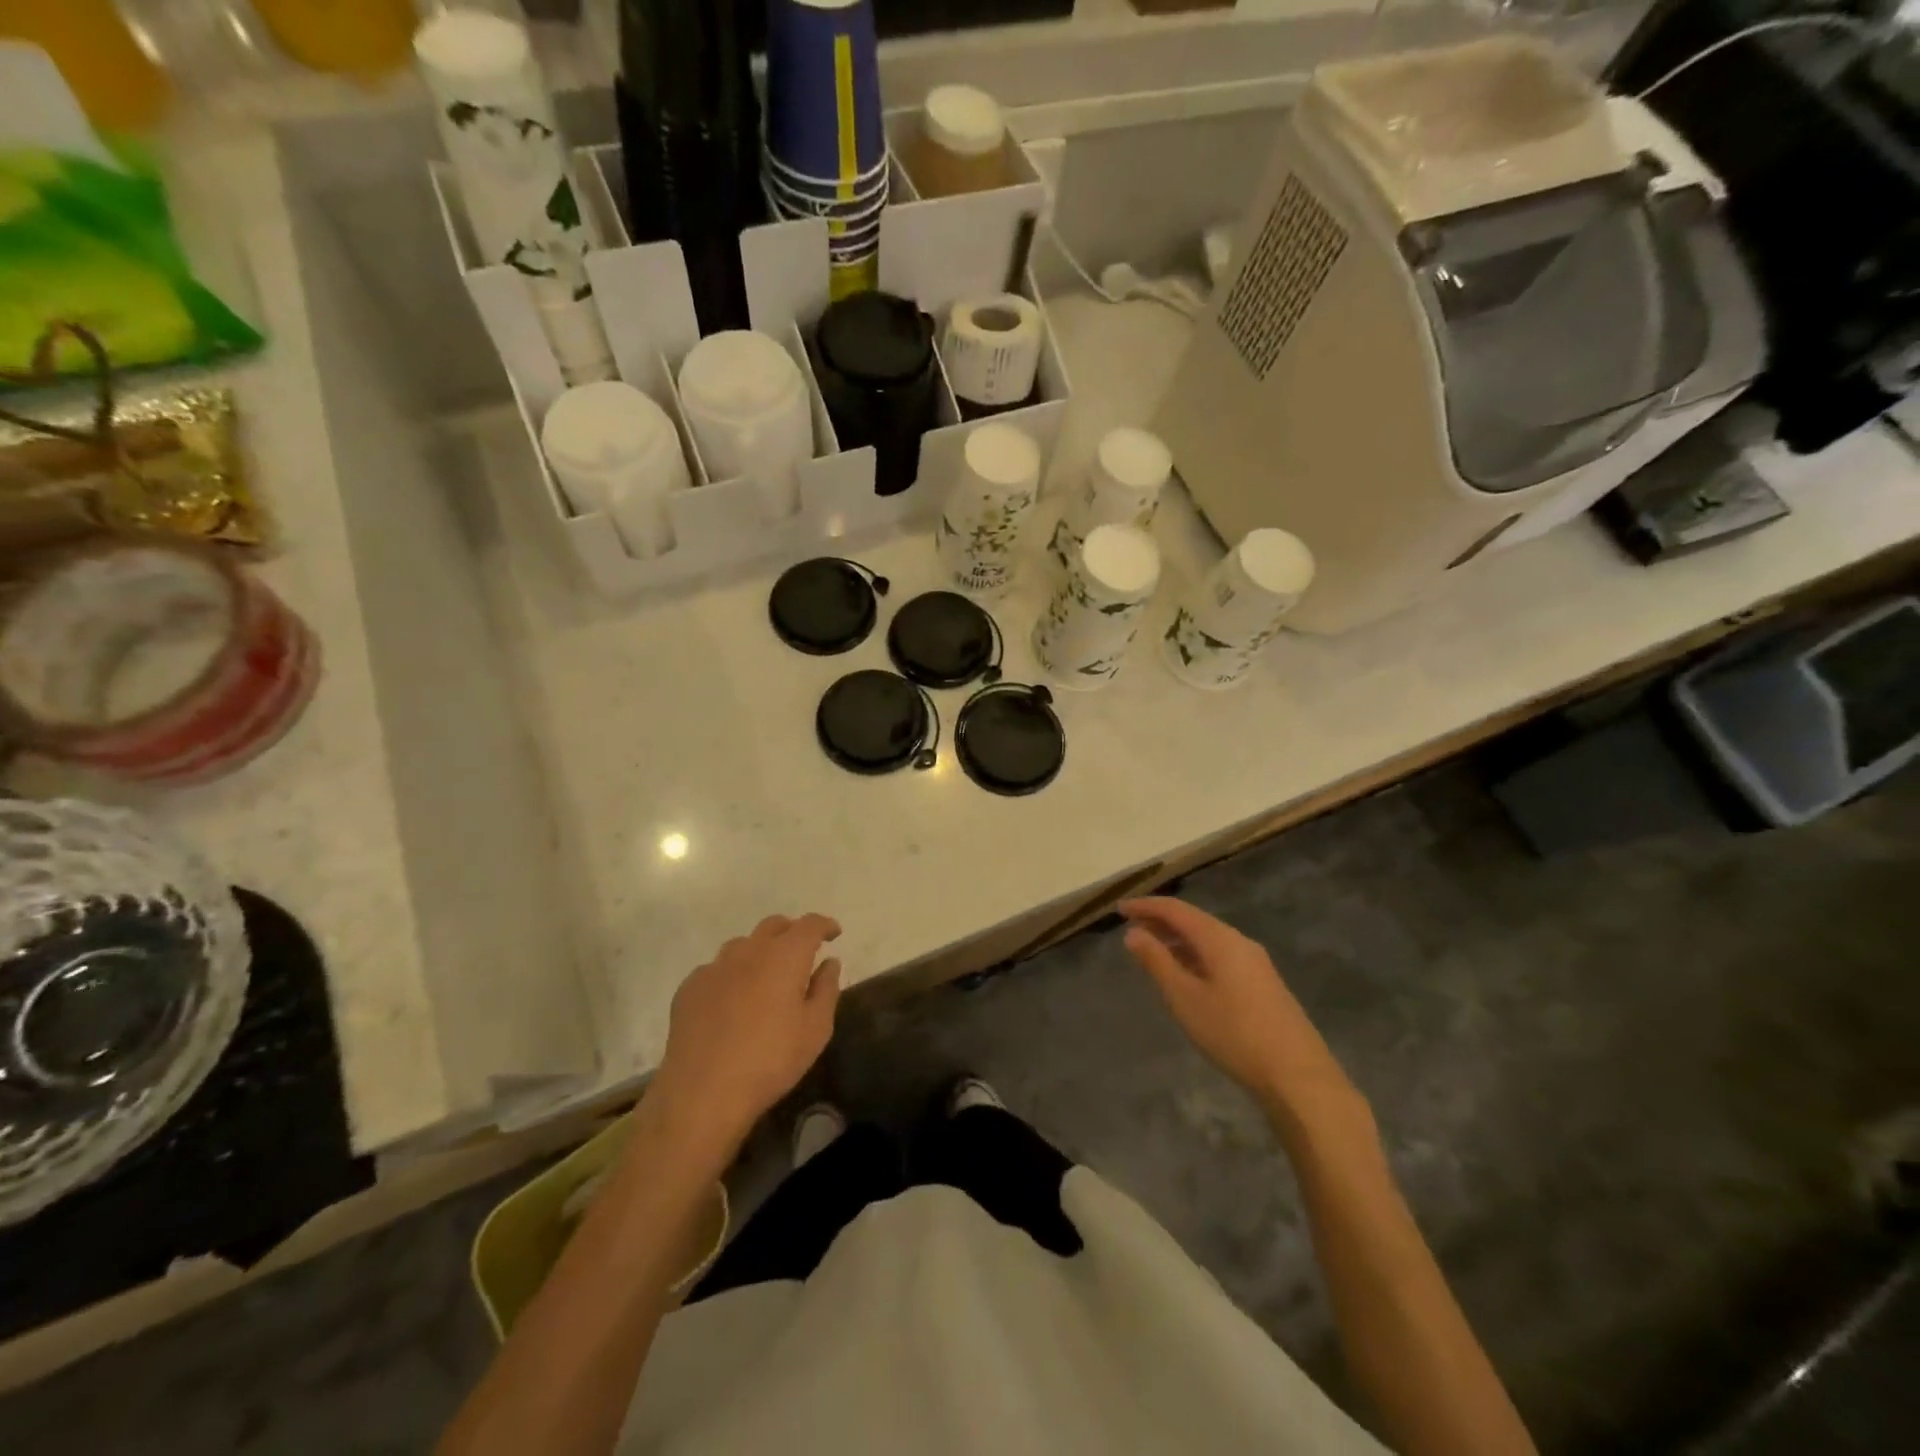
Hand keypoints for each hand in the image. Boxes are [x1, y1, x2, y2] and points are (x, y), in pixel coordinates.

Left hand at [652, 914, 842, 1160]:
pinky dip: (732, 975)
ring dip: (760, 951)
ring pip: (743, 945)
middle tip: (802, 951)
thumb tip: (829, 963)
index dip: (824, 925)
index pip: (809, 924)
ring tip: (766, 976)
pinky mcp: (689, 987)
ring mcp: (715, 967)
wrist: (703, 1093)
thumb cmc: (771, 1060)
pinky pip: (717, 969)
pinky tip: (732, 1002)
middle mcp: (749, 951)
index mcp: (784, 956)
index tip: (833, 933)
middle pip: (774, 925)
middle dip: (792, 932)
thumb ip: (826, 989)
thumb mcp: (815, 1030)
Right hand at [1120, 898, 1363, 1130]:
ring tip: (1153, 952)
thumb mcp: (1184, 998)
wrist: (1297, 1076)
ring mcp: (1256, 963)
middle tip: (1131, 929)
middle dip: (1161, 922)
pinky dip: (1196, 956)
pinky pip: (1221, 956)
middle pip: (1194, 921)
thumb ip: (1157, 962)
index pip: (1176, 910)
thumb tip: (1133, 933)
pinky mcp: (1264, 984)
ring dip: (1178, 940)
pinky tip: (1187, 976)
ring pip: (1209, 940)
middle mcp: (1239, 942)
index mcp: (1219, 939)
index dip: (1146, 906)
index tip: (1119, 909)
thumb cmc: (1233, 1033)